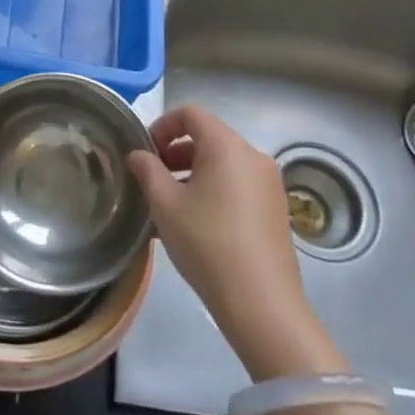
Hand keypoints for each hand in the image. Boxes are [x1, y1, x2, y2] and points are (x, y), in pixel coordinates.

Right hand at [128, 105, 345, 377]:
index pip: (192, 114)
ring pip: (224, 163)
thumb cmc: (206, 242)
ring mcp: (269, 183)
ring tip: (170, 205)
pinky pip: (238, 185)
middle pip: (209, 137)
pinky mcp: (276, 209)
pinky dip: (214, 190)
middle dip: (176, 152)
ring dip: (193, 173)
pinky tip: (196, 223)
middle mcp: (253, 156)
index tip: (145, 152)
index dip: (163, 125)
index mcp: (227, 146)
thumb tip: (138, 154)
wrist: (260, 301)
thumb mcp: (165, 204)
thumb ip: (147, 171)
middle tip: (152, 179)